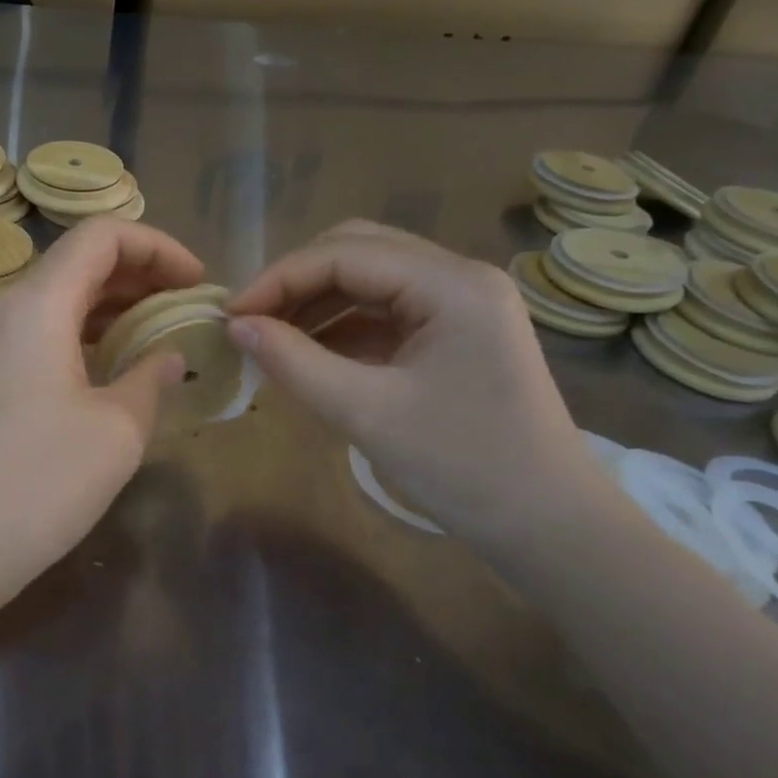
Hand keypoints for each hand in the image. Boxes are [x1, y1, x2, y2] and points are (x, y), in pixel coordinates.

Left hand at [0, 218, 202, 600]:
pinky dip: (81, 334)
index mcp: (37, 304)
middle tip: (185, 308)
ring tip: (158, 334)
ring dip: (110, 306)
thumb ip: (151, 379)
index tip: (197, 283)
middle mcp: (4, 310)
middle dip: (139, 275)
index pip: (101, 236)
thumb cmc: (39, 485)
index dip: (157, 246)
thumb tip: (169, 356)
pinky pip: (37, 332)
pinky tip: (110, 366)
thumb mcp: (117, 431)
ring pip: (56, 299)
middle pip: (77, 262)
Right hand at [226, 221, 602, 544]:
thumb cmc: (462, 469)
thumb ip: (294, 361)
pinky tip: (307, 351)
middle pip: (358, 250)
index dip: (279, 278)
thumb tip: (235, 326)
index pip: (345, 254)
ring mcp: (462, 303)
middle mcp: (460, 277)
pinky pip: (385, 310)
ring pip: (369, 278)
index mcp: (452, 284)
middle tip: (249, 320)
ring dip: (316, 301)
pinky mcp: (456, 332)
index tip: (230, 315)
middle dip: (296, 280)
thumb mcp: (366, 412)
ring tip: (269, 336)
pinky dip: (341, 325)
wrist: (548, 527)